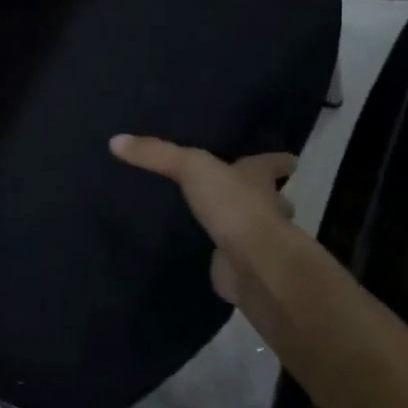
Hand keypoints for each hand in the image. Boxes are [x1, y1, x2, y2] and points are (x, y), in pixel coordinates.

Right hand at [110, 134, 297, 318]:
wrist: (252, 263)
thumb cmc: (233, 206)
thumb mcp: (191, 167)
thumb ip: (156, 153)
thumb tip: (116, 140)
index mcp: (258, 179)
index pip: (273, 163)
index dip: (278, 160)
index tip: (292, 159)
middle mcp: (265, 208)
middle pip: (271, 199)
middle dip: (265, 196)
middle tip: (248, 192)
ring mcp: (256, 242)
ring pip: (254, 229)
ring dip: (244, 226)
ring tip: (221, 221)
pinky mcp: (241, 268)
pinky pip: (230, 258)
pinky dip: (224, 256)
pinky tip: (207, 253)